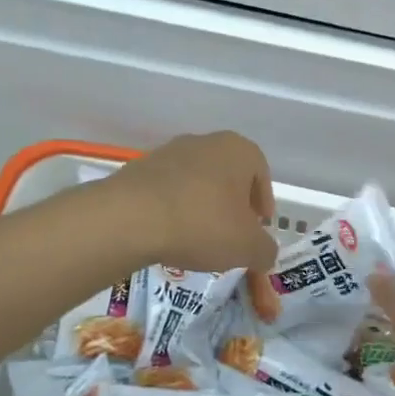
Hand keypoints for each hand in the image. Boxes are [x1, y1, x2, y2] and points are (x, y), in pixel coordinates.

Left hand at [106, 132, 277, 273]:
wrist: (129, 219)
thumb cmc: (203, 224)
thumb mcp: (248, 248)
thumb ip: (265, 250)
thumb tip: (265, 253)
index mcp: (238, 150)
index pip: (261, 173)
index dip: (263, 202)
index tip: (259, 226)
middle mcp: (205, 142)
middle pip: (228, 175)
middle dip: (233, 204)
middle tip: (232, 233)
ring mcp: (168, 152)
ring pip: (197, 182)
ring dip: (202, 206)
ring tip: (199, 238)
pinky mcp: (139, 169)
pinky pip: (168, 191)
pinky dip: (175, 209)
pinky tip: (171, 234)